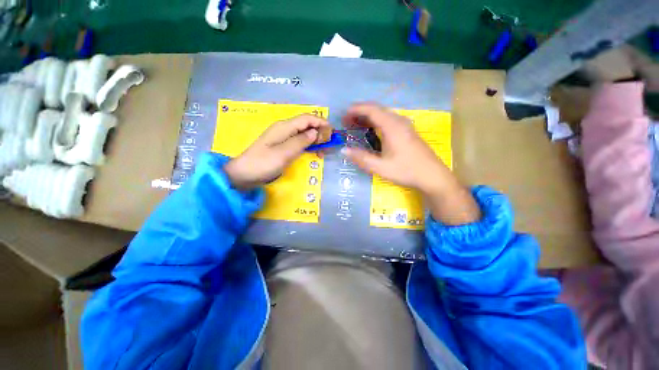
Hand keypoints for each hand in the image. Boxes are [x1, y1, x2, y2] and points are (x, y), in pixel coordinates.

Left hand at [224, 114, 330, 189]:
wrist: (244, 174)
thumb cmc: (264, 163)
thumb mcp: (284, 153)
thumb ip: (301, 141)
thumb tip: (315, 132)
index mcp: (284, 126)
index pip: (307, 118)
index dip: (321, 122)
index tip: (332, 132)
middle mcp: (284, 129)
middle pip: (306, 125)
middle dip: (320, 131)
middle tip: (329, 144)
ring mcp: (282, 138)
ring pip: (303, 133)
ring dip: (315, 139)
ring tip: (323, 150)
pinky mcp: (281, 146)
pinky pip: (298, 142)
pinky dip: (308, 145)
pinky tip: (312, 152)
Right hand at [342, 103, 479, 224]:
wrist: (432, 176)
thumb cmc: (406, 170)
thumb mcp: (381, 167)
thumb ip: (361, 158)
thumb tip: (344, 150)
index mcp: (392, 126)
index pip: (371, 110)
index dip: (355, 110)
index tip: (343, 116)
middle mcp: (398, 121)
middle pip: (376, 109)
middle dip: (359, 112)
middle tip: (346, 122)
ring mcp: (404, 125)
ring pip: (383, 114)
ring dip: (368, 117)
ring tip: (355, 125)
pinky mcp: (407, 131)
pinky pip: (388, 120)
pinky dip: (376, 122)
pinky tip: (371, 131)